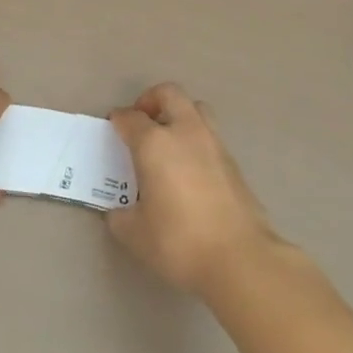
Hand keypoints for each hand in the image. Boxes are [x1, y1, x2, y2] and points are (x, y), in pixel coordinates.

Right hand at [106, 83, 278, 294]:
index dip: (118, 120)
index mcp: (155, 143)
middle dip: (151, 100)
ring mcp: (214, 143)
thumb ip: (121, 216)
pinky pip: (210, 135)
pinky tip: (189, 168)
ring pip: (196, 108)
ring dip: (179, 114)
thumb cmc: (179, 241)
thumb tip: (120, 211)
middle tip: (142, 122)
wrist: (240, 258)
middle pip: (169, 94)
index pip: (131, 118)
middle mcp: (185, 132)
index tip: (113, 127)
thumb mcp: (135, 234)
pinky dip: (196, 140)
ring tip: (168, 141)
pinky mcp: (233, 161)